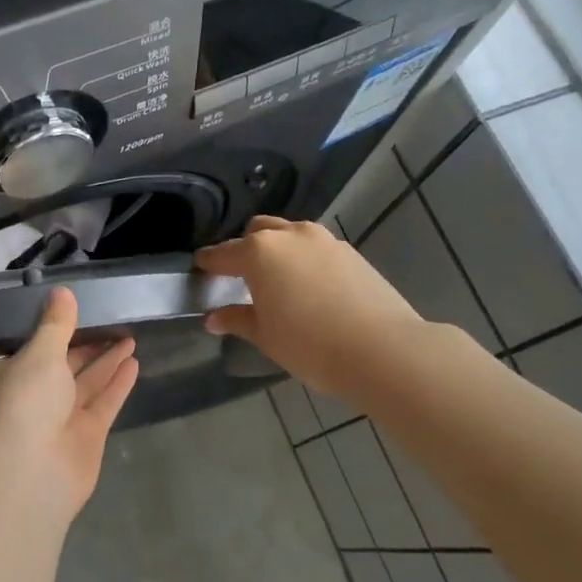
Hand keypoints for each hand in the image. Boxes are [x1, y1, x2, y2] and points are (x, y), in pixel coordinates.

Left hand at [0, 287, 139, 516]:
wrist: (30, 471)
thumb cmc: (23, 400)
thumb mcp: (39, 352)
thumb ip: (56, 324)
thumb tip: (62, 292)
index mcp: (2, 375)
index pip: (27, 347)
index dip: (51, 330)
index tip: (75, 311)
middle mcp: (28, 397)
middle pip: (60, 364)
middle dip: (85, 345)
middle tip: (113, 321)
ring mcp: (57, 420)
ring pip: (84, 383)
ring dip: (106, 361)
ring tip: (130, 336)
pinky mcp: (84, 437)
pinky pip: (102, 403)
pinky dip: (116, 384)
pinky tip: (134, 362)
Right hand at [194, 216, 423, 397]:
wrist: (381, 349)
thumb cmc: (310, 344)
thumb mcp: (265, 336)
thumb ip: (237, 320)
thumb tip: (213, 318)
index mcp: (259, 252)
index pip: (222, 253)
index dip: (207, 262)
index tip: (200, 269)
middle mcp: (289, 236)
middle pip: (257, 231)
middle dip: (244, 248)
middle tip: (240, 276)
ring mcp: (324, 240)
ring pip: (289, 235)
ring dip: (277, 250)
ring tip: (277, 280)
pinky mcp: (350, 252)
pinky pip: (315, 248)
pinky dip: (304, 259)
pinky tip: (309, 287)